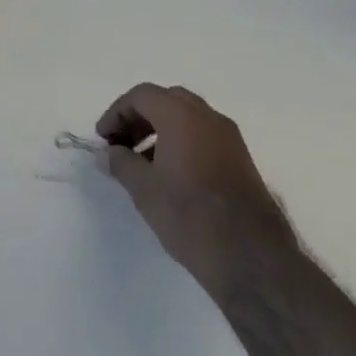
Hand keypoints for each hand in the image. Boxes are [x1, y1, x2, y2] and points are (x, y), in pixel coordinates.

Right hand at [97, 84, 295, 294]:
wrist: (252, 259)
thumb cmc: (190, 216)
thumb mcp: (144, 190)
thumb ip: (121, 163)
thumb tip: (108, 153)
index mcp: (181, 115)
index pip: (141, 95)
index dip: (117, 112)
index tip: (104, 139)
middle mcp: (208, 117)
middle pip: (166, 100)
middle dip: (139, 117)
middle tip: (122, 144)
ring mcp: (229, 138)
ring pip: (187, 117)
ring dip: (161, 130)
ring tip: (143, 163)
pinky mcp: (242, 160)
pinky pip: (204, 136)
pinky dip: (182, 142)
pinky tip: (171, 175)